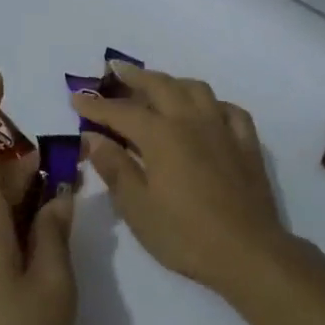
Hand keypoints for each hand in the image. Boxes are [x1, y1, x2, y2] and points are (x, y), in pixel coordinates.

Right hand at [72, 63, 291, 297]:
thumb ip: (114, 167)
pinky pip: (229, 110)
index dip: (96, 105)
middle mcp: (191, 121)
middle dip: (134, 77)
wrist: (248, 253)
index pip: (121, 111)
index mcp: (161, 135)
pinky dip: (212, 103)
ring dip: (172, 82)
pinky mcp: (247, 145)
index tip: (76, 97)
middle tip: (115, 71)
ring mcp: (223, 129)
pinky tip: (206, 112)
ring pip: (196, 89)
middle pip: (160, 86)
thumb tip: (92, 137)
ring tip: (157, 87)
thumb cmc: (184, 234)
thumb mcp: (137, 207)